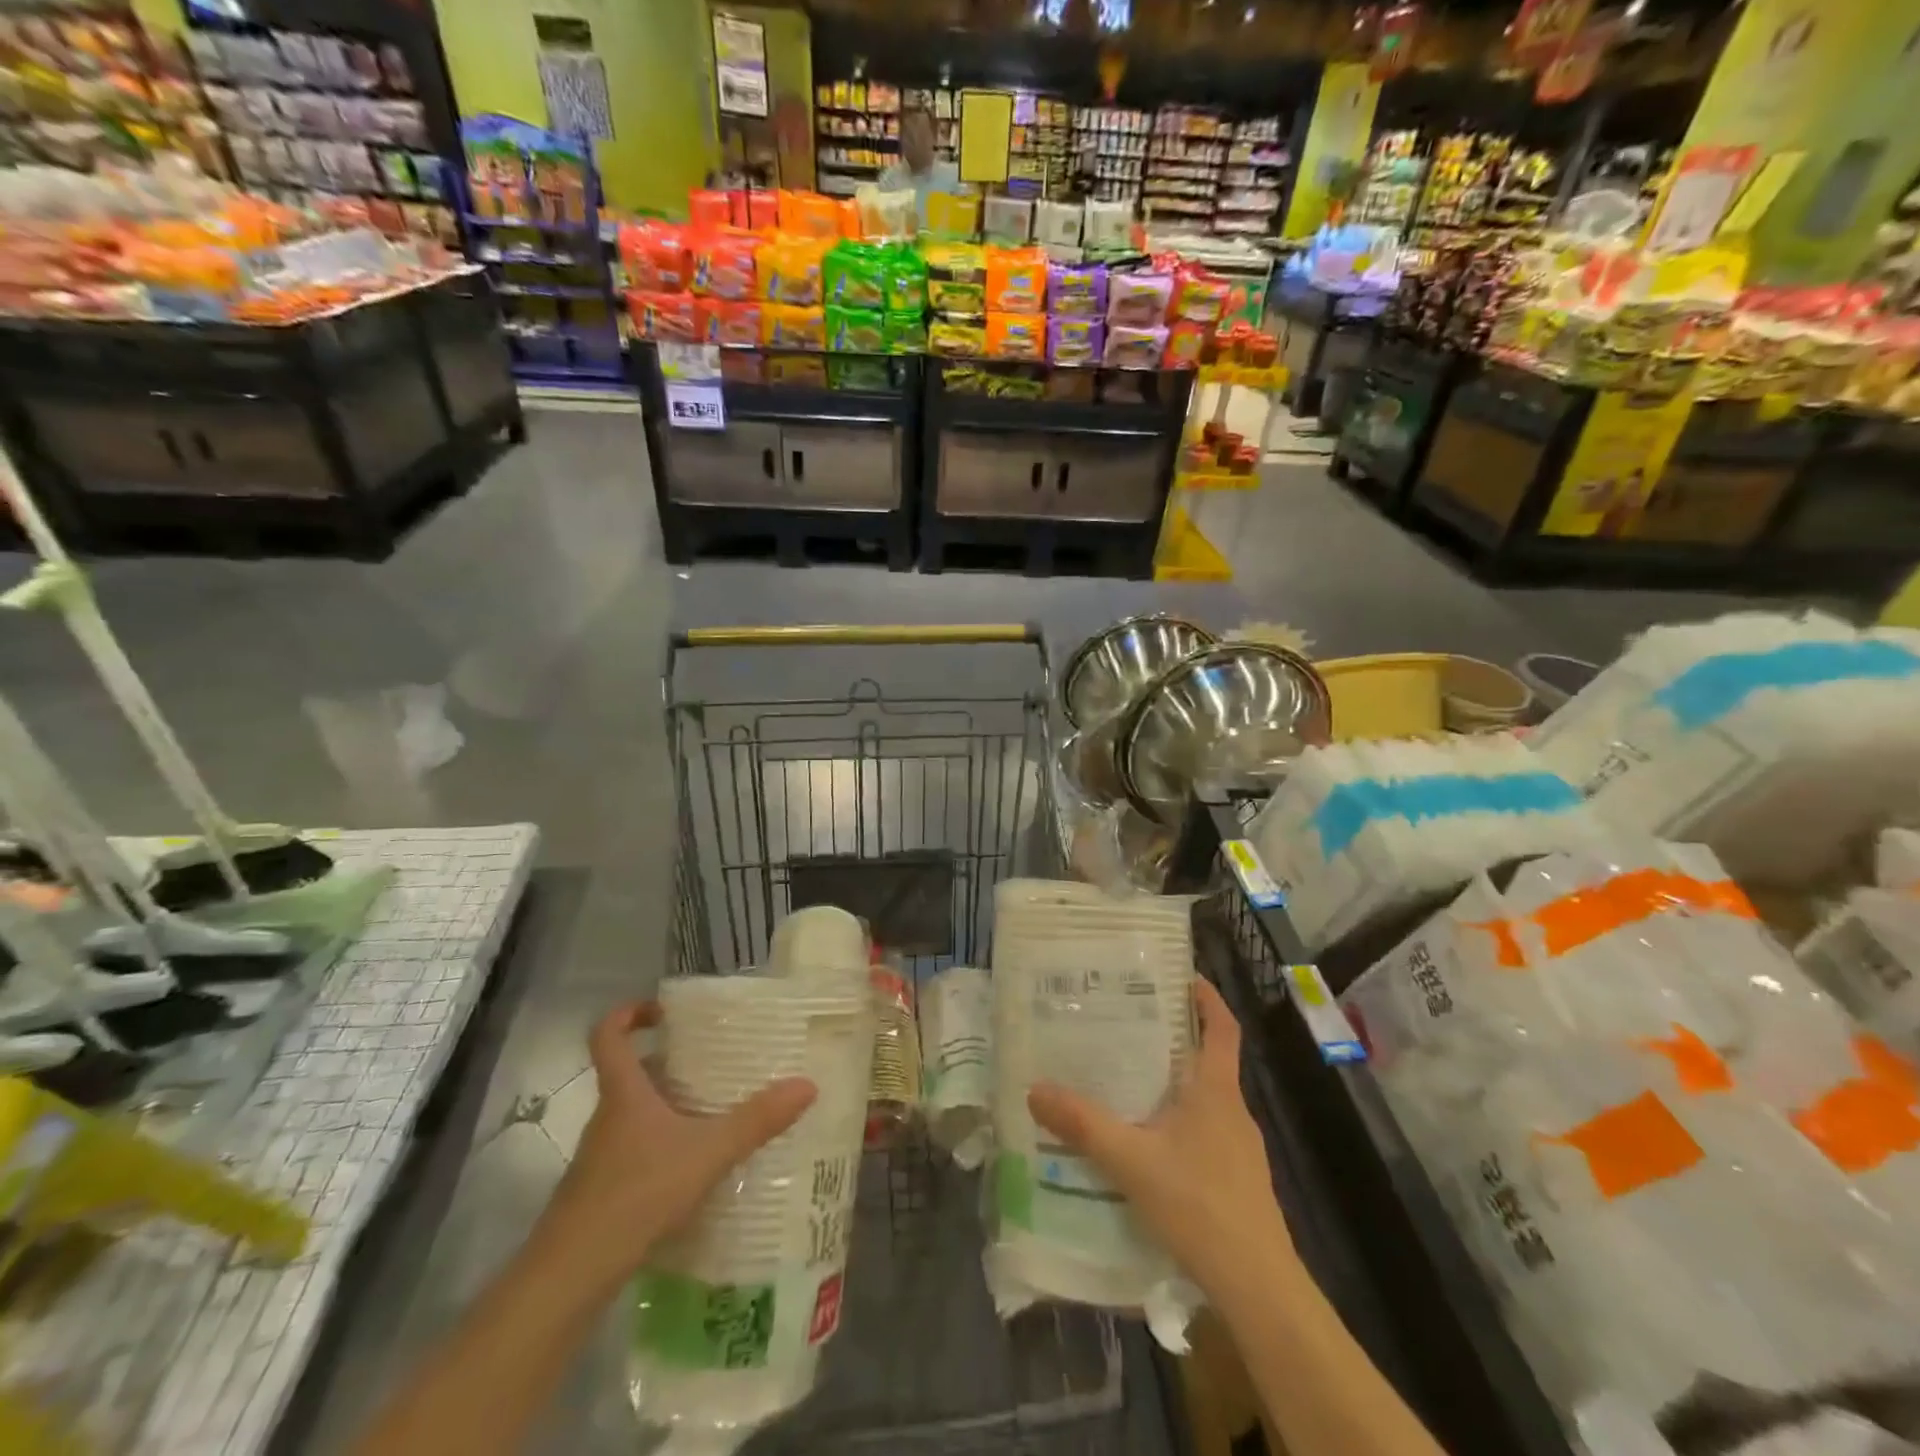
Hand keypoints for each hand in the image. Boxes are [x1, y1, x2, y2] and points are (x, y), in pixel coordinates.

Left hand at [537, 1001, 815, 1288]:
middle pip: (630, 1074)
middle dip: (668, 1063)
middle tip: (712, 1061)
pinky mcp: (602, 1191)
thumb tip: (807, 1085)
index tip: (662, 1010)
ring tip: (714, 1110)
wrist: (570, 1277)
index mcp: (624, 1093)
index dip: (628, 1014)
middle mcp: (608, 1117)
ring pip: (634, 1114)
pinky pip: (636, 1150)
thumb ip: (755, 1121)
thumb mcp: (706, 1153)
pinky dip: (663, 1146)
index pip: (608, 1035)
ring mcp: (601, 1156)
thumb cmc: (636, 1194)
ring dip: (668, 1106)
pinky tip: (695, 1166)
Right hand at [1028, 977, 1289, 1299]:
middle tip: (1130, 1024)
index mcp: (1216, 1091)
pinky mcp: (1237, 1180)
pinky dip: (1179, 1122)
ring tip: (1129, 1080)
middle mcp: (1232, 1110)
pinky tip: (1148, 1144)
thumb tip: (1035, 1088)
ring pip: (1205, 1099)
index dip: (1207, 998)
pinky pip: (1205, 1132)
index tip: (1183, 976)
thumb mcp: (1131, 1160)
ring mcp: (1240, 1148)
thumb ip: (1083, 1124)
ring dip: (1174, 1082)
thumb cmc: (1200, 1206)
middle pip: (1209, 1059)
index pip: (1223, 1028)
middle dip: (1175, 1038)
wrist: (1258, 1287)